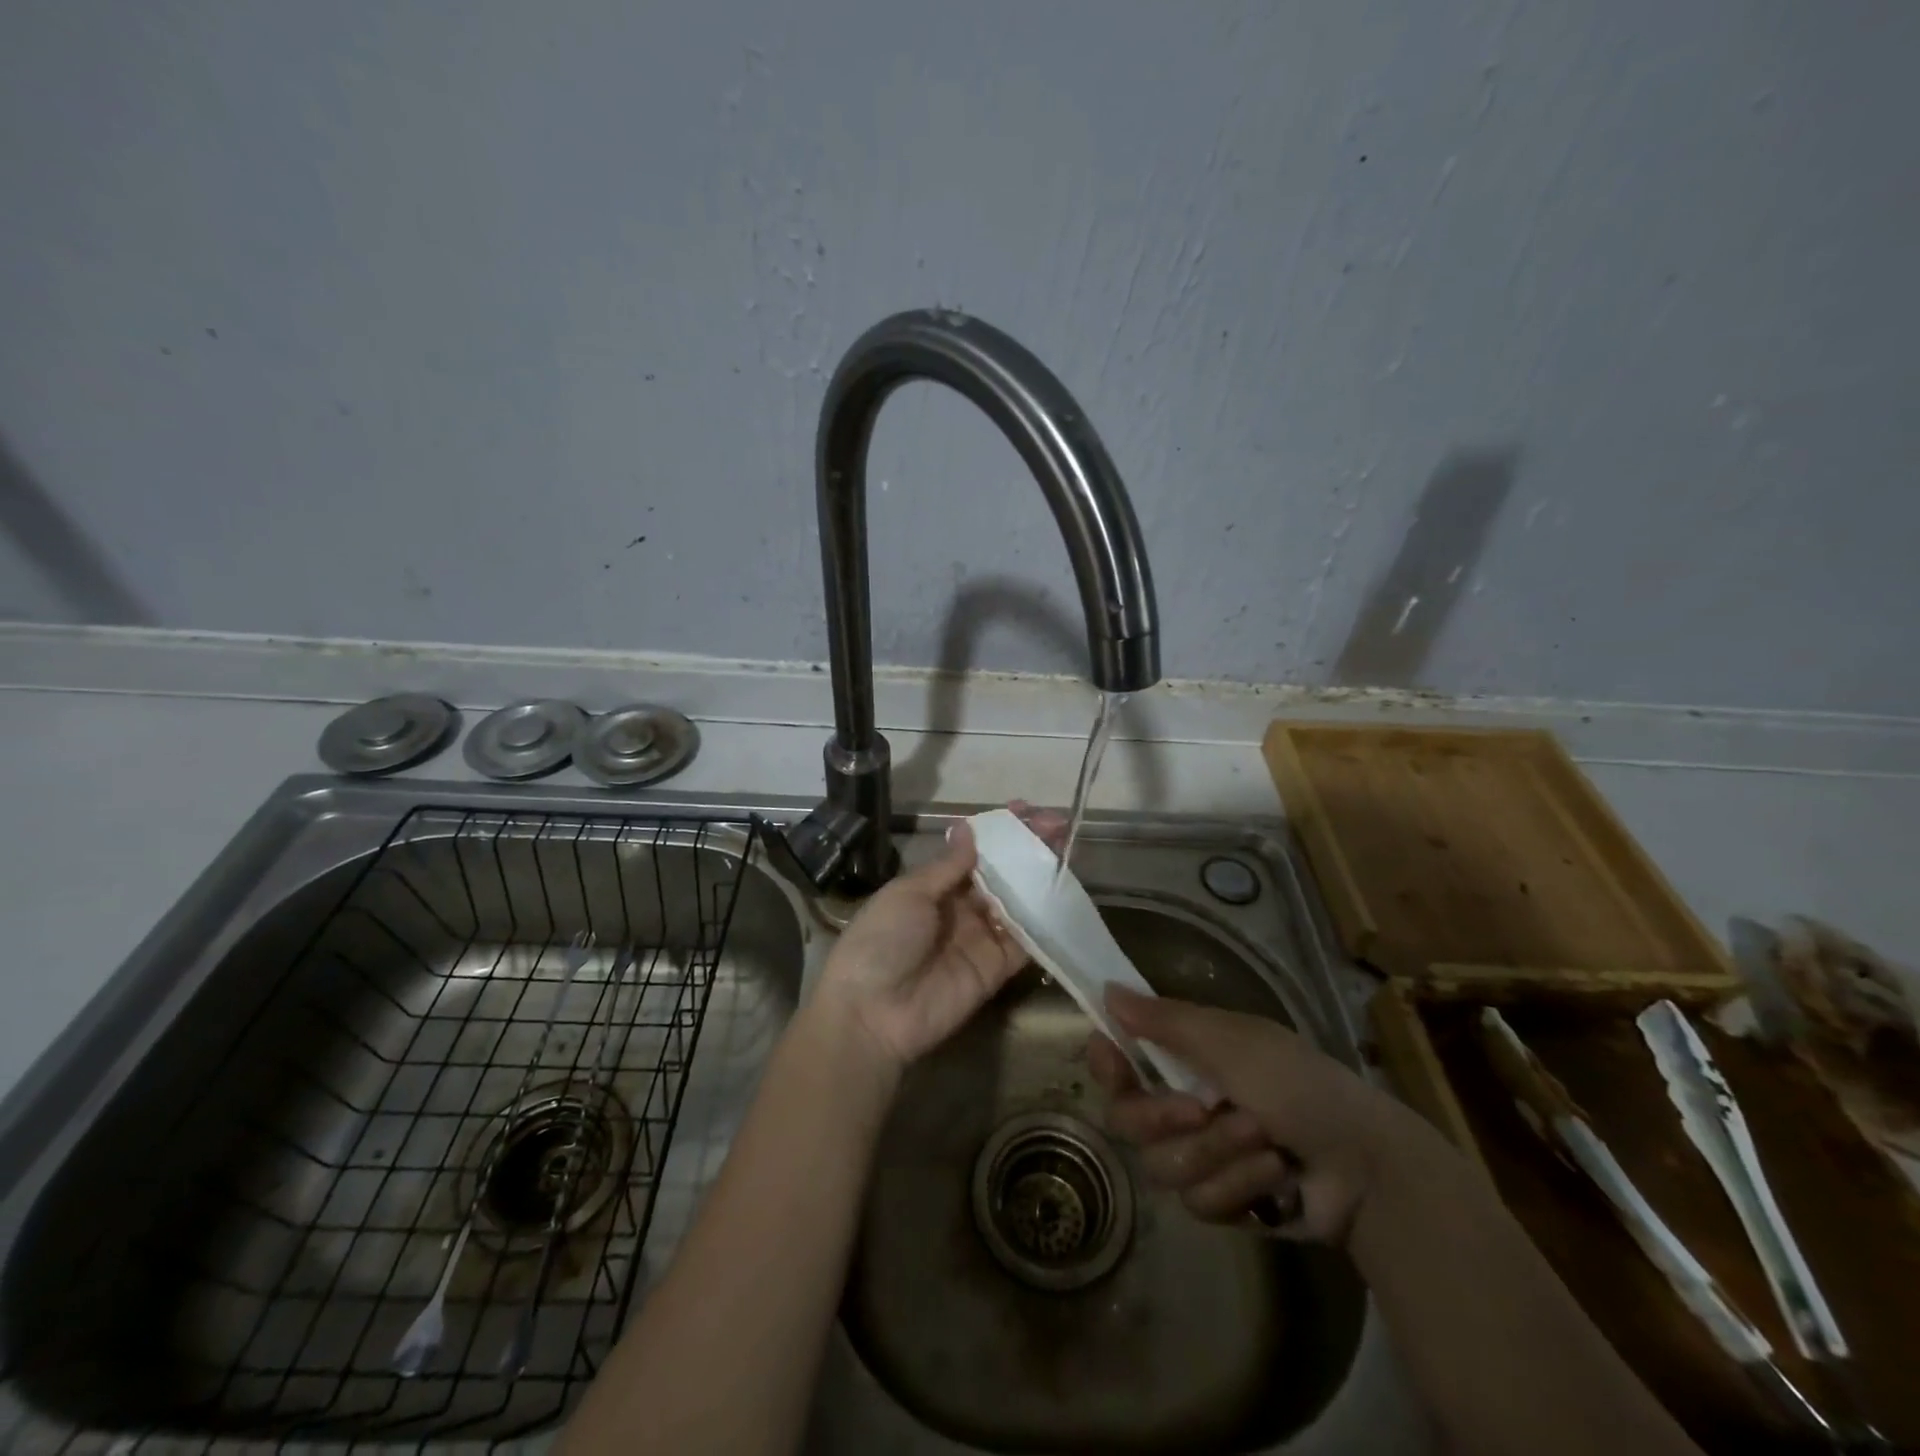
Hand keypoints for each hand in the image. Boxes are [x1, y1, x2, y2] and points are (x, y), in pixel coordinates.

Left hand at [816, 806, 1065, 1070]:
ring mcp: (981, 938)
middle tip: (1056, 825)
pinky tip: (1063, 895)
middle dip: (1026, 850)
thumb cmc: (882, 940)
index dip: (998, 833)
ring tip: (1066, 851)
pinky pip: (1025, 941)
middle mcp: (960, 909)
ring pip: (1018, 902)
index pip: (973, 852)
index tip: (1024, 809)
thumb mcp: (909, 893)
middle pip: (1000, 874)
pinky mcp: (997, 968)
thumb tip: (969, 828)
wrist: (872, 1013)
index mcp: (933, 887)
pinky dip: (1044, 921)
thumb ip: (947, 866)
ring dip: (1040, 878)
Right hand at [1088, 985, 1406, 1242]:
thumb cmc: (1296, 1082)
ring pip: (1162, 1165)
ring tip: (1263, 1138)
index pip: (1119, 1059)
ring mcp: (1199, 1155)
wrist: (1364, 1163)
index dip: (1107, 1061)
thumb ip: (1165, 1021)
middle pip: (1127, 1119)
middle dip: (1164, 1118)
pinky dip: (1240, 1183)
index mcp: (1183, 1058)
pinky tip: (1275, 1172)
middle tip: (1201, 1108)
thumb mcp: (1231, 1041)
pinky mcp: (1220, 1200)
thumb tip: (1107, 990)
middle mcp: (1181, 1103)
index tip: (1113, 1058)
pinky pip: (1198, 1201)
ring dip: (1216, 1151)